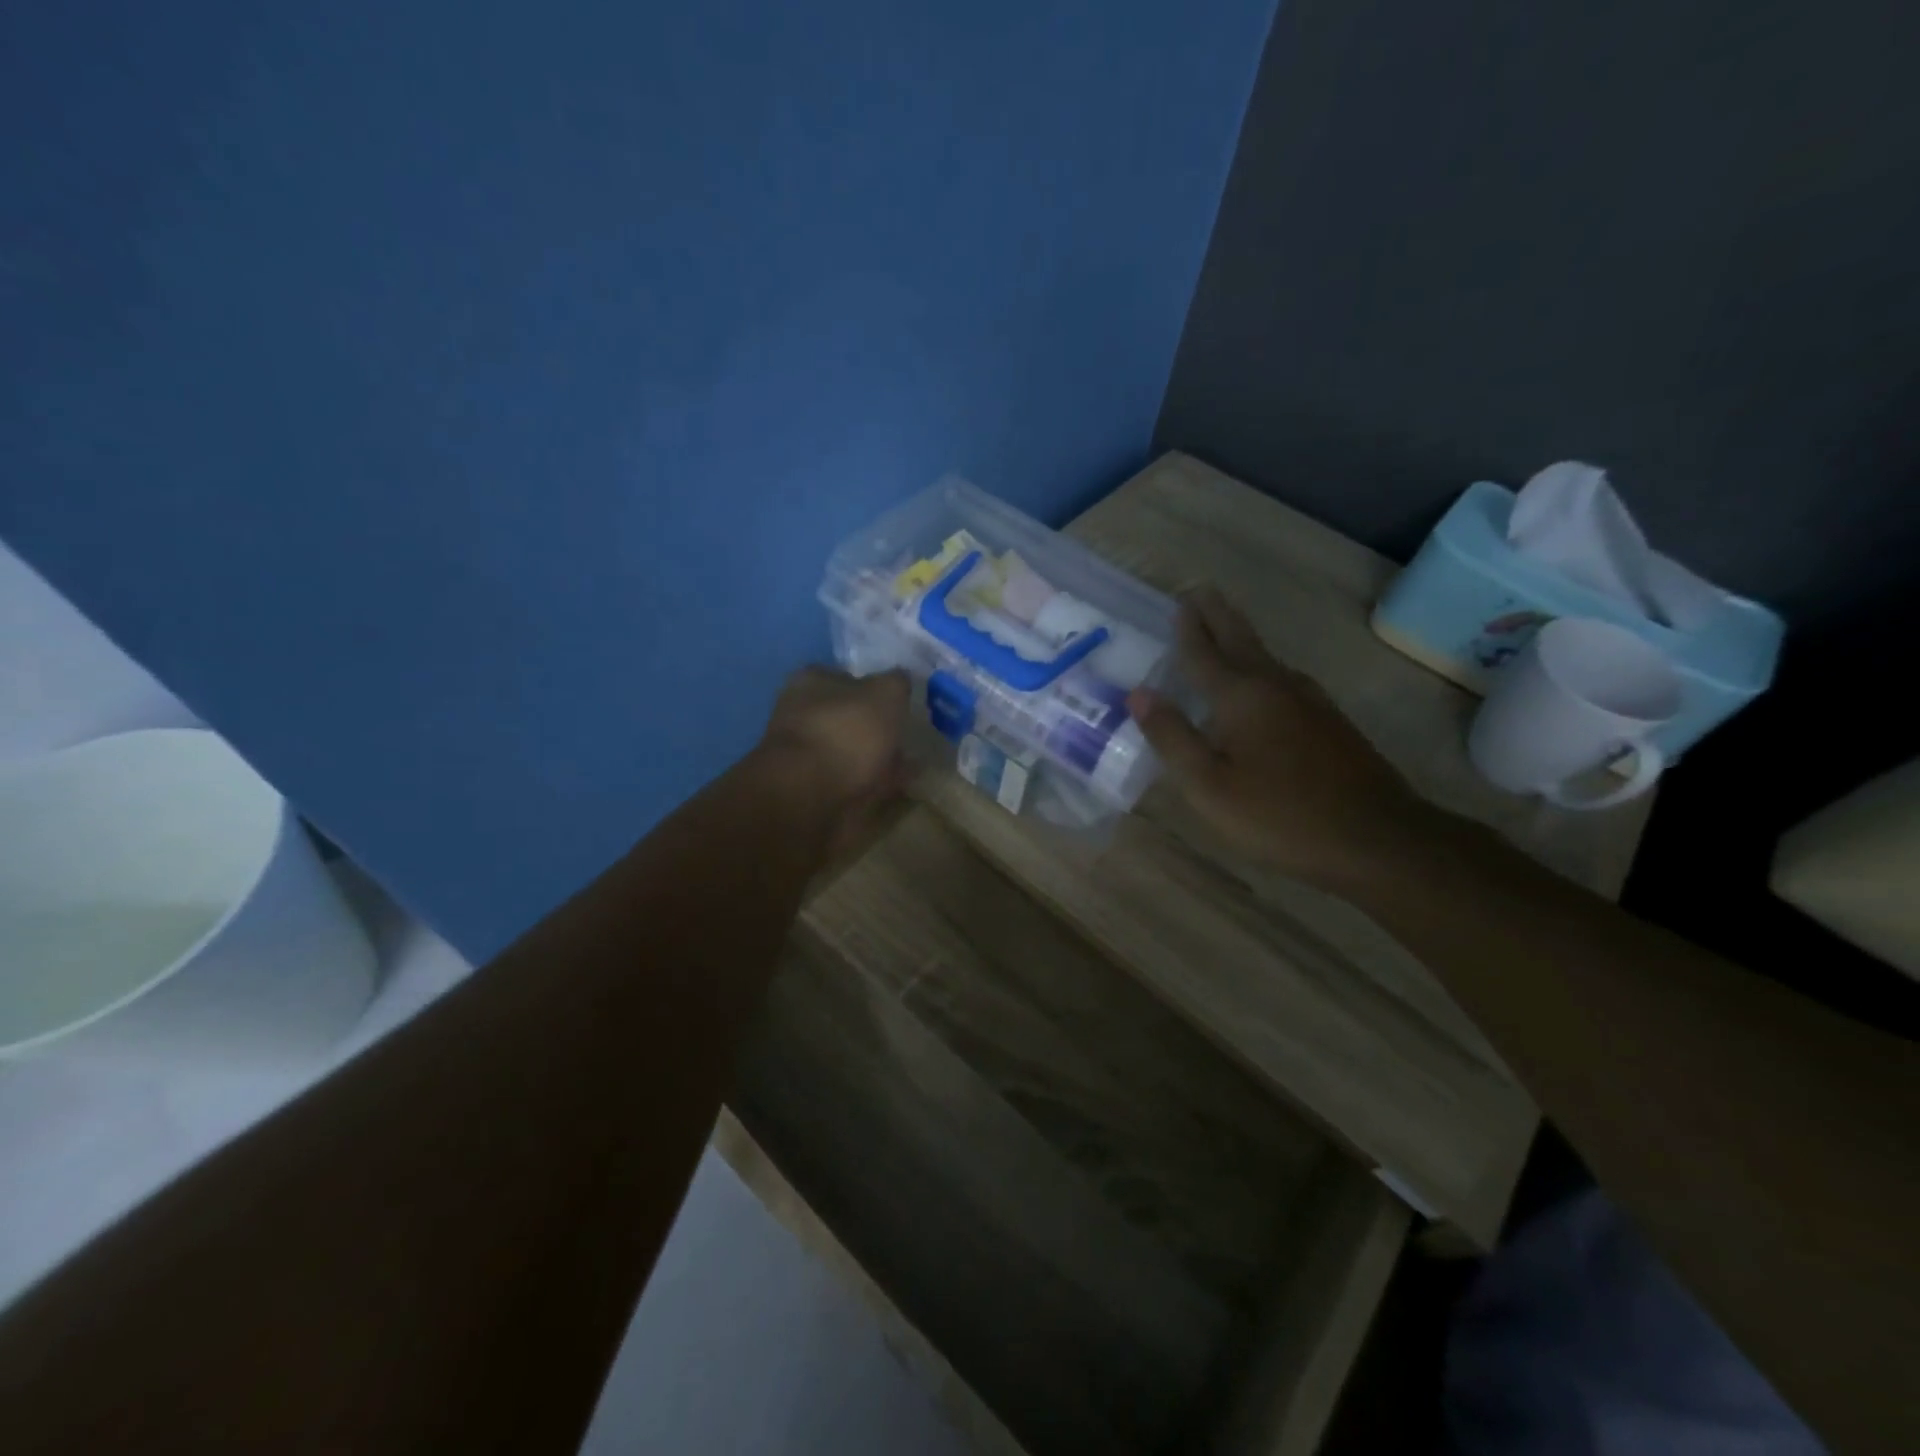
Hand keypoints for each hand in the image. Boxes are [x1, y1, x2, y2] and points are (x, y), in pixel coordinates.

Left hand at [756, 666, 912, 857]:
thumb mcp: (885, 693)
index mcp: (811, 682)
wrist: (809, 796)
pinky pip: (853, 780)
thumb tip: (901, 679)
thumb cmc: (845, 732)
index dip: (875, 687)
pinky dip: (874, 783)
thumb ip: (897, 682)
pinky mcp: (813, 790)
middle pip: (848, 716)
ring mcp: (806, 755)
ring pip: (851, 750)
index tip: (901, 702)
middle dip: (877, 726)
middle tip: (909, 735)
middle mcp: (802, 714)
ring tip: (912, 764)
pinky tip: (899, 786)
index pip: (846, 677)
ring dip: (878, 757)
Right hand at [1127, 588, 1436, 887]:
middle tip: (1202, 591)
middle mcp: (1275, 685)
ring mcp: (1310, 701)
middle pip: (1241, 640)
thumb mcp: (1208, 785)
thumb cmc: (1279, 814)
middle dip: (1218, 616)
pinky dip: (1262, 667)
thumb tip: (1139, 693)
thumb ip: (1172, 737)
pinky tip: (1263, 682)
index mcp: (1240, 696)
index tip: (1180, 600)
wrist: (1376, 837)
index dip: (1188, 628)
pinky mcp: (1330, 721)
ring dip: (1241, 638)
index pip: (1204, 652)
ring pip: (1266, 658)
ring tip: (1224, 630)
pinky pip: (1284, 679)